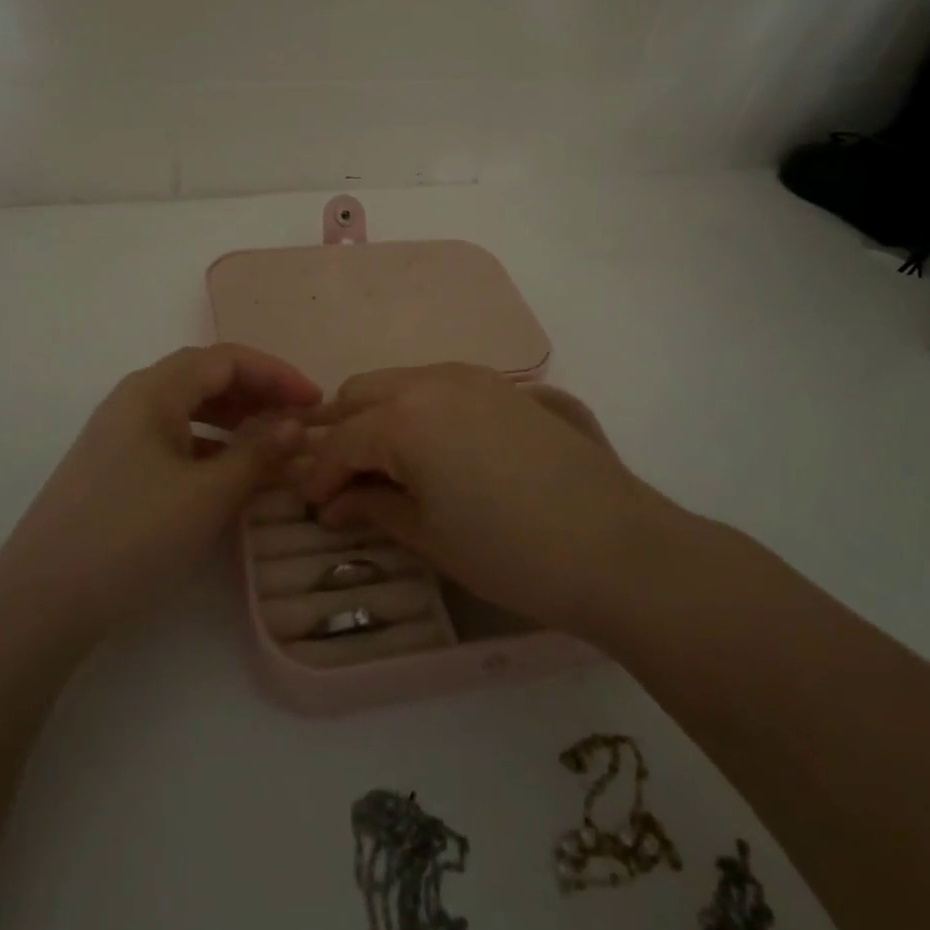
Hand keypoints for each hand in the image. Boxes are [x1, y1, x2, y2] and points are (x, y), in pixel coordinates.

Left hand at [0, 345, 320, 633]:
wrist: (40, 603)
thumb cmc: (132, 535)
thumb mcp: (207, 494)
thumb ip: (257, 452)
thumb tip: (296, 423)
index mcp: (153, 390)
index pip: (226, 359)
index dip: (276, 374)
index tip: (315, 401)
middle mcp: (133, 400)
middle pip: (205, 378)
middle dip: (257, 394)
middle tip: (297, 422)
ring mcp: (119, 435)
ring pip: (189, 410)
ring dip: (234, 420)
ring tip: (270, 447)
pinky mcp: (113, 469)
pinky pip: (173, 440)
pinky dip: (209, 448)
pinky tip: (229, 476)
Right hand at [299, 364, 672, 636]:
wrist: (616, 547)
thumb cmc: (509, 552)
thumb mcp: (428, 536)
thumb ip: (373, 508)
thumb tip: (335, 504)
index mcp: (404, 417)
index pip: (340, 441)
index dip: (319, 475)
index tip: (314, 505)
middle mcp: (432, 380)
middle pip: (362, 393)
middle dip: (343, 432)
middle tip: (345, 479)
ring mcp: (475, 376)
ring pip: (403, 382)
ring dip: (381, 415)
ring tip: (388, 464)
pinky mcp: (507, 386)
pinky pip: (442, 385)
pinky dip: (421, 409)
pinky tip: (435, 449)